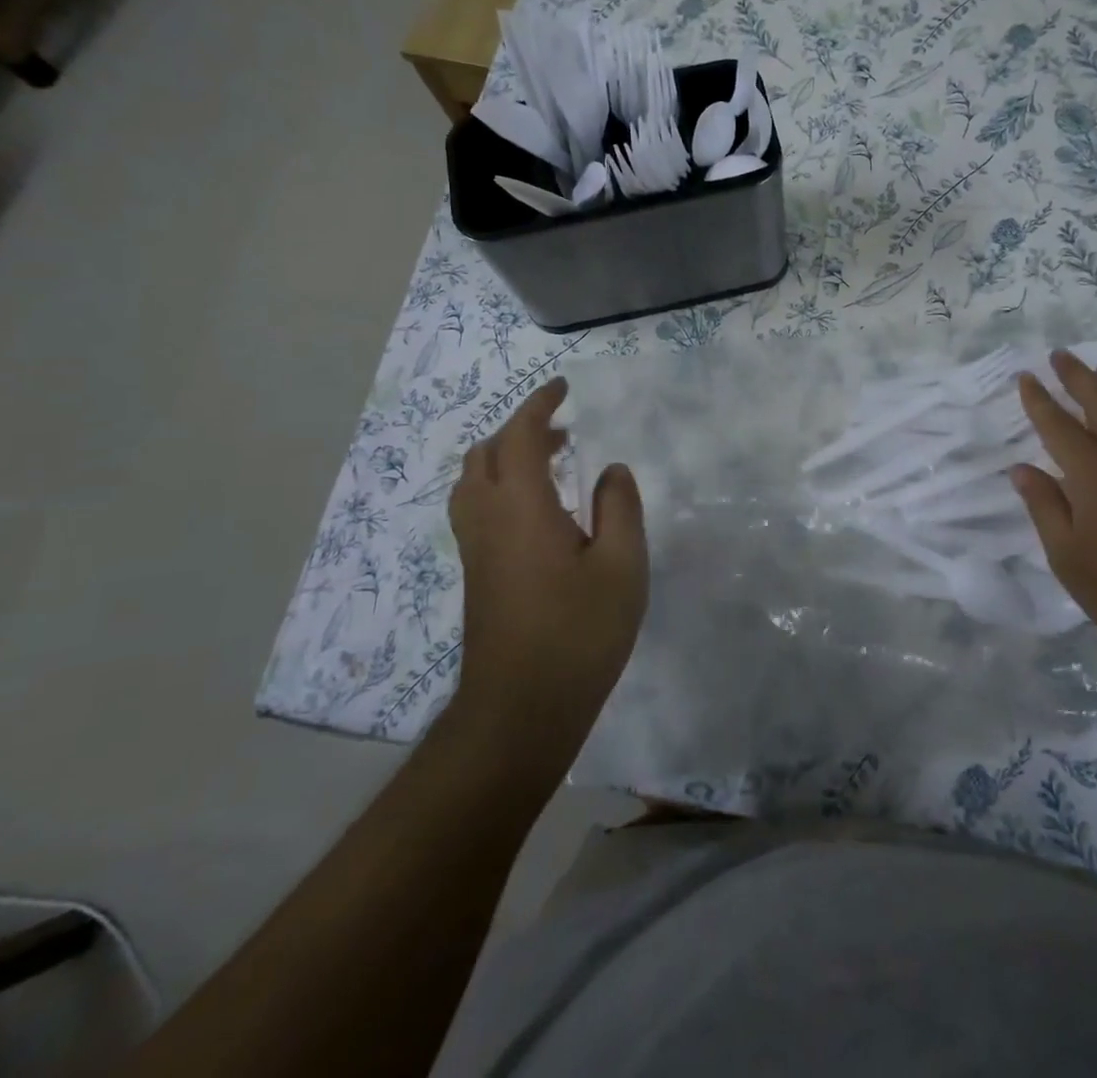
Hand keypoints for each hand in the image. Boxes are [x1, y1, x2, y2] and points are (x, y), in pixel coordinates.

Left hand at [446, 379, 647, 774]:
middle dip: (521, 429)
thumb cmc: (578, 633)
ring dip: (506, 457)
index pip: (521, 435)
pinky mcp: (476, 574)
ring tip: (551, 463)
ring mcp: (475, 548)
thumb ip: (619, 507)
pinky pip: (477, 507)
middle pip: (487, 452)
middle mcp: (488, 518)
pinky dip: (501, 485)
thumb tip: (610, 470)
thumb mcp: (622, 566)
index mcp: (522, 506)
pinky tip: (538, 510)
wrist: (520, 710)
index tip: (562, 387)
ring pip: (474, 481)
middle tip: (564, 430)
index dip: (539, 405)